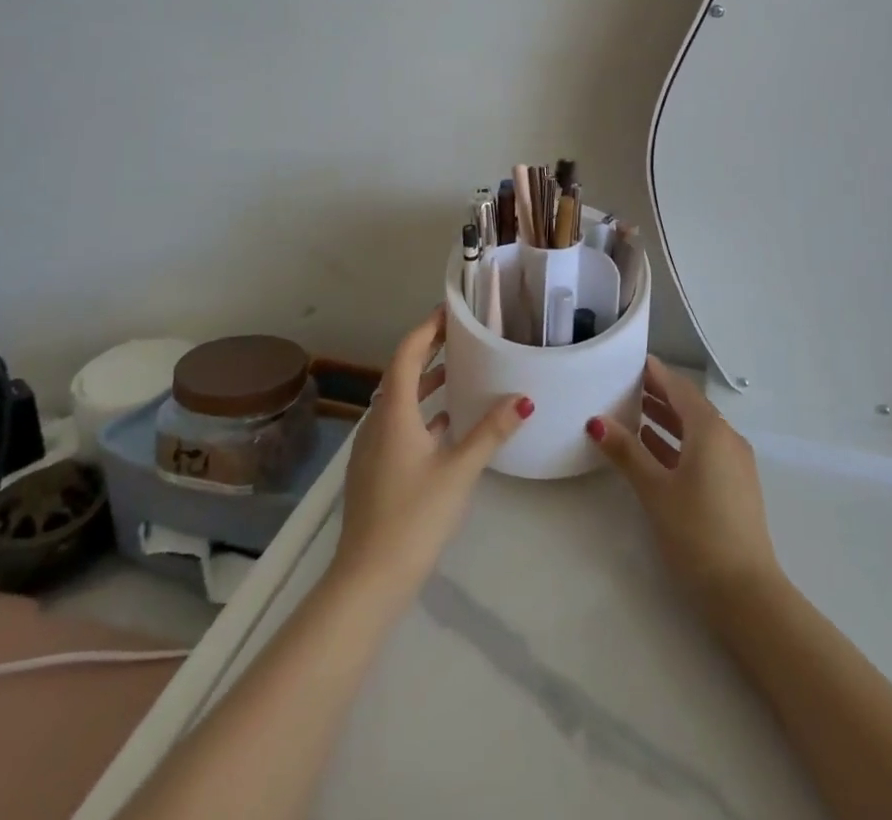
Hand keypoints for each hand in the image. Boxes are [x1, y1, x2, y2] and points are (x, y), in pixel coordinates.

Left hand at [331, 307, 531, 604]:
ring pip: (399, 399)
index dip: (426, 328)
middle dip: (428, 350)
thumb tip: (523, 398)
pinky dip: (421, 410)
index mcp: (394, 412)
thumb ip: (491, 431)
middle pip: (401, 373)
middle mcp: (378, 421)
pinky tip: (446, 423)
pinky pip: (398, 423)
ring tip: (458, 370)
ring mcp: (372, 447)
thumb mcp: (459, 471)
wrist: (368, 579)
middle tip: (460, 333)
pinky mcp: (375, 469)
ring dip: (425, 381)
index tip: (450, 311)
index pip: (406, 354)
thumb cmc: (414, 517)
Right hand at [588, 355, 782, 612]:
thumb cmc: (697, 532)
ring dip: (666, 420)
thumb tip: (596, 420)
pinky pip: (703, 450)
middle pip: (689, 406)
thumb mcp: (655, 490)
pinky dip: (678, 443)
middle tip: (623, 384)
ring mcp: (734, 463)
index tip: (630, 360)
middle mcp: (727, 438)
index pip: (679, 388)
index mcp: (710, 430)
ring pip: (696, 430)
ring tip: (631, 412)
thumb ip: (627, 452)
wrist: (746, 592)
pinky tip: (653, 450)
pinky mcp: (734, 486)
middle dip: (658, 394)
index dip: (655, 373)